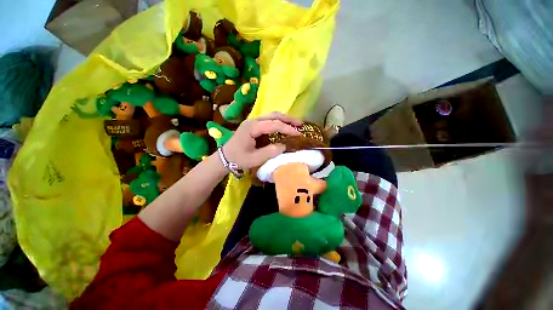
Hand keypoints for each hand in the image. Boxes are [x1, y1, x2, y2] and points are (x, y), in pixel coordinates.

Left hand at [222, 112, 301, 168]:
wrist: (225, 157)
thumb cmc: (239, 158)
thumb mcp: (255, 159)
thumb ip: (270, 152)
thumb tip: (284, 145)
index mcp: (252, 127)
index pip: (274, 124)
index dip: (287, 128)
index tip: (298, 133)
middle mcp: (253, 121)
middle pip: (274, 115)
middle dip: (288, 119)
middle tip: (300, 124)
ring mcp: (253, 121)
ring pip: (272, 115)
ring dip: (284, 118)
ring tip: (295, 123)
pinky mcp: (254, 124)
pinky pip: (269, 119)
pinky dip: (278, 121)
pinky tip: (284, 125)